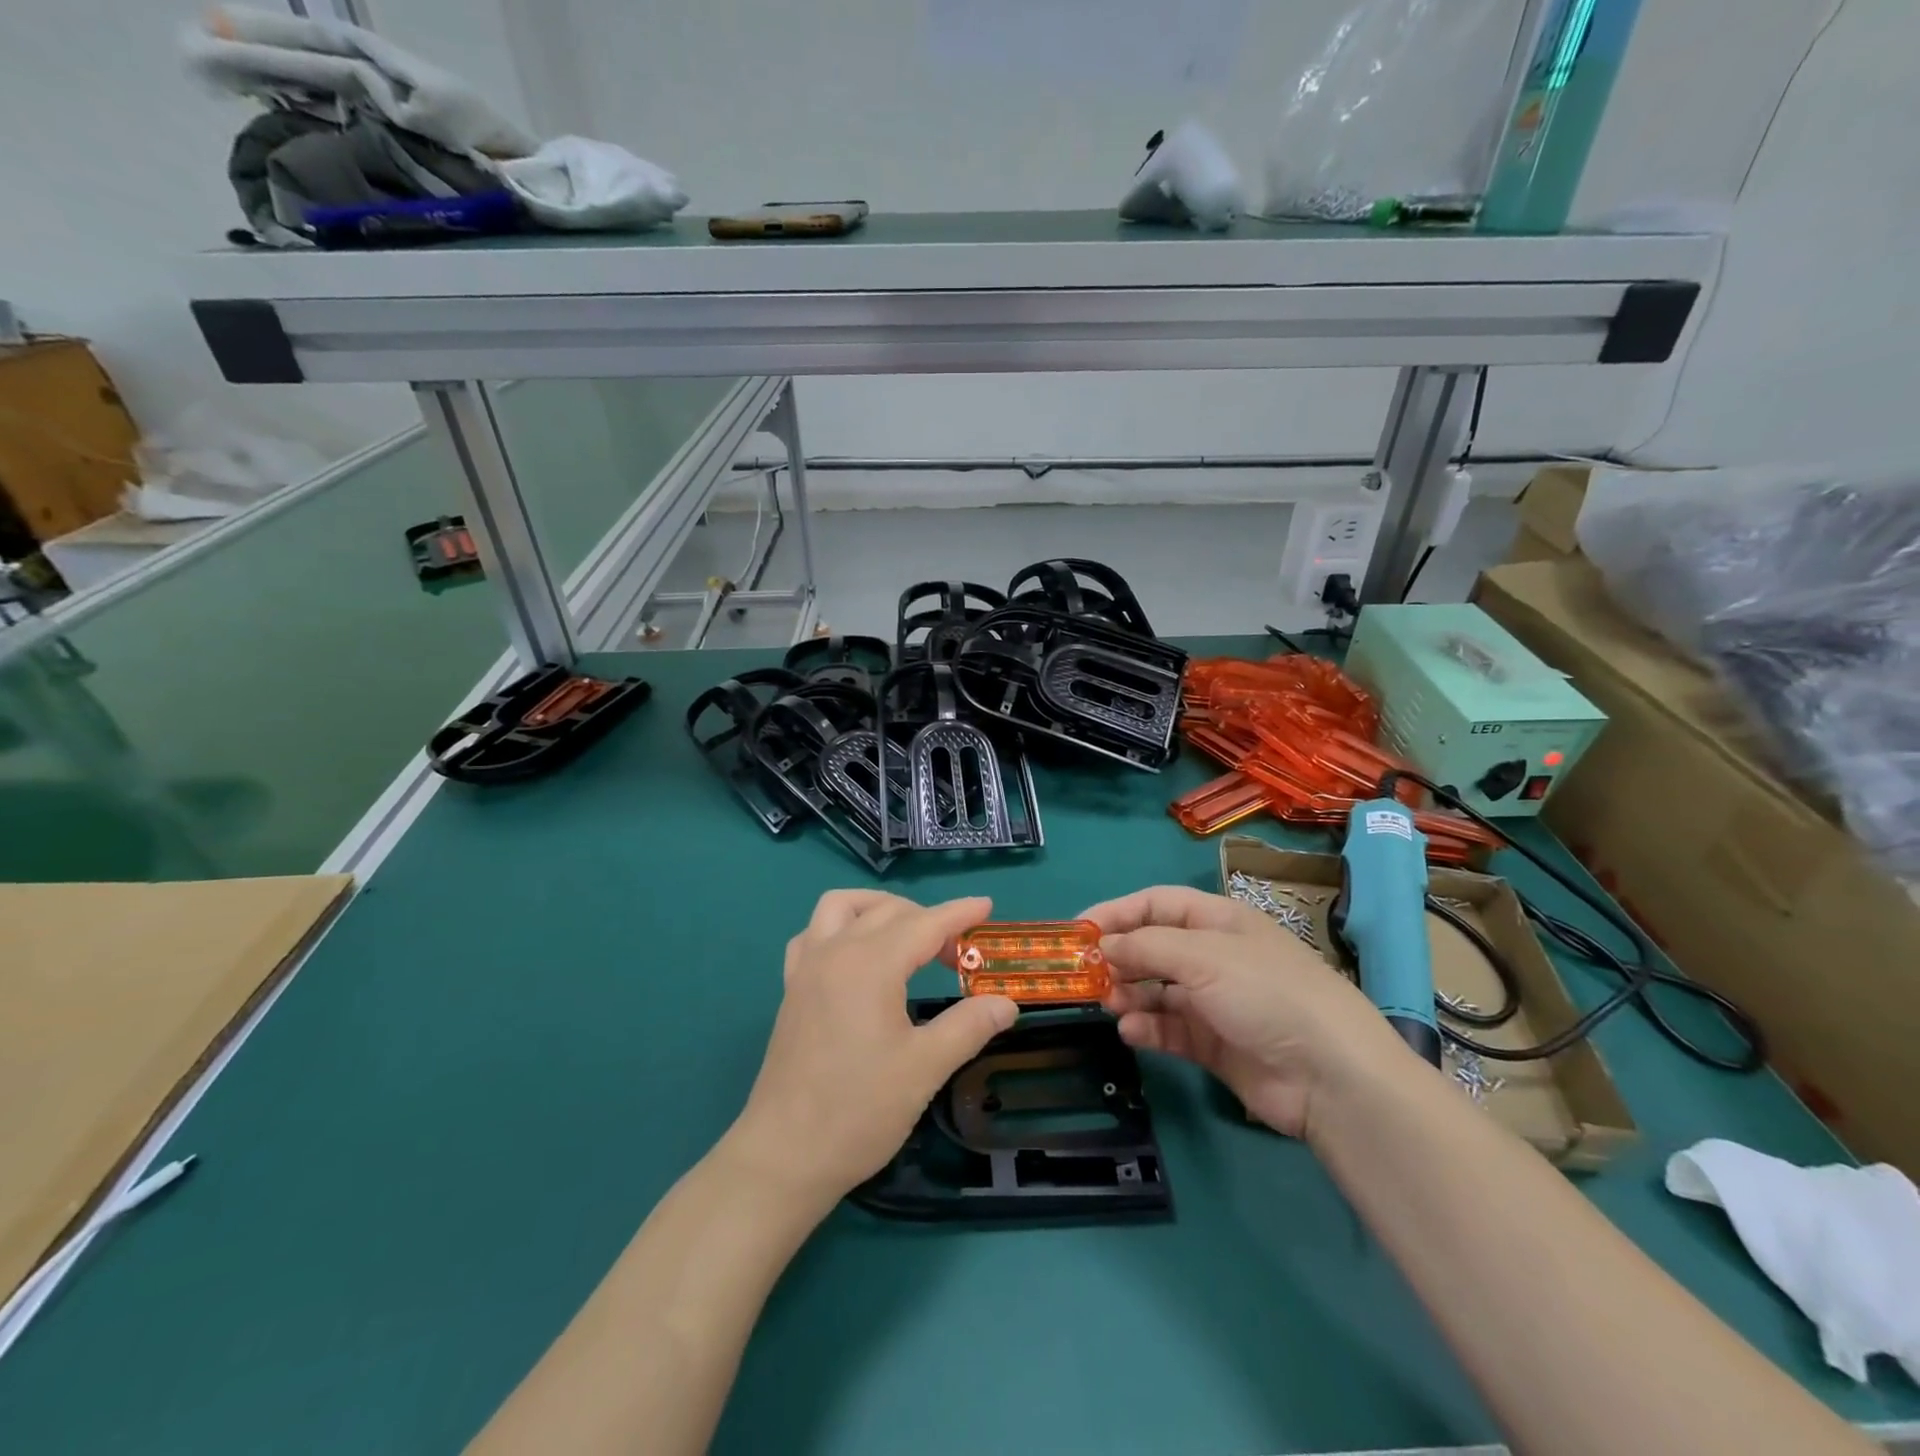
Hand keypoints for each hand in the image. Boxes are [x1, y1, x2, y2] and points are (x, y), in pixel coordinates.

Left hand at [728, 890, 1016, 1208]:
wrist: (784, 1155)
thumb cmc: (859, 1110)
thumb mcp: (924, 1068)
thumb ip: (968, 1027)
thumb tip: (1006, 1003)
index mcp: (870, 964)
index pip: (924, 924)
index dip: (959, 913)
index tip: (987, 906)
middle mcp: (835, 951)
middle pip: (888, 912)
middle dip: (929, 919)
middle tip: (958, 953)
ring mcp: (806, 968)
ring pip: (841, 907)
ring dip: (878, 908)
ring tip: (907, 935)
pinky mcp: (791, 988)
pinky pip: (813, 934)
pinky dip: (840, 928)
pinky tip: (856, 955)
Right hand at [1083, 885, 1408, 1140]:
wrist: (1330, 1076)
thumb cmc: (1266, 993)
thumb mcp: (1203, 956)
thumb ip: (1146, 946)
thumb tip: (1103, 945)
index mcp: (1218, 921)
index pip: (1156, 904)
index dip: (1116, 912)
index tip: (1077, 931)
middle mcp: (1215, 957)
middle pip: (1153, 947)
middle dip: (1119, 957)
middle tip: (1086, 974)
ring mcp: (1215, 1002)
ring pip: (1157, 990)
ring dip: (1129, 993)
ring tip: (1108, 1003)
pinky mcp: (1215, 1044)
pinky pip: (1170, 1029)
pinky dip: (1148, 1028)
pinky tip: (1132, 1032)